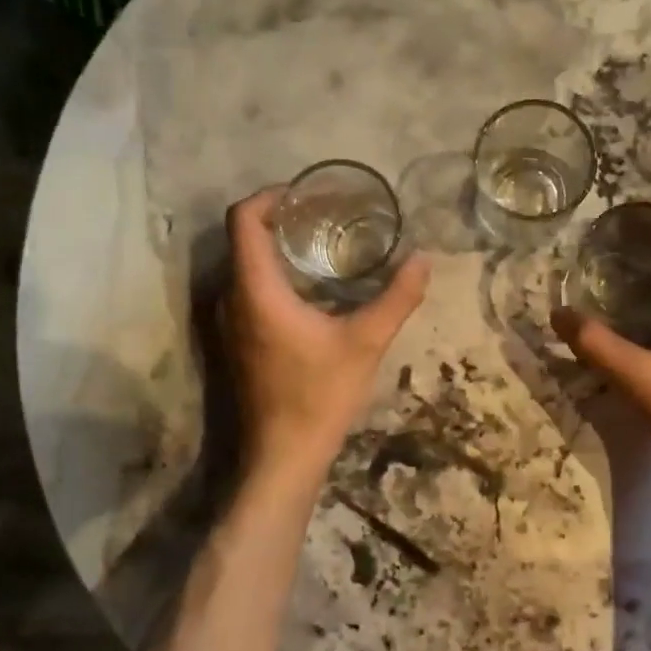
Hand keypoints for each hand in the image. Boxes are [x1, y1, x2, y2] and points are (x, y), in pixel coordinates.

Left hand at [225, 188, 428, 483]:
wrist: (283, 456)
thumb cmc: (320, 395)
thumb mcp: (366, 342)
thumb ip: (397, 298)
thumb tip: (423, 259)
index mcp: (256, 290)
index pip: (243, 220)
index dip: (270, 196)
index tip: (305, 194)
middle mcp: (230, 299)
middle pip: (242, 240)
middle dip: (278, 220)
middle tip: (323, 217)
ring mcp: (227, 324)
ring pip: (243, 268)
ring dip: (275, 251)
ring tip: (320, 247)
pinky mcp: (235, 343)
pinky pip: (246, 292)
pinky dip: (271, 278)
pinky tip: (308, 292)